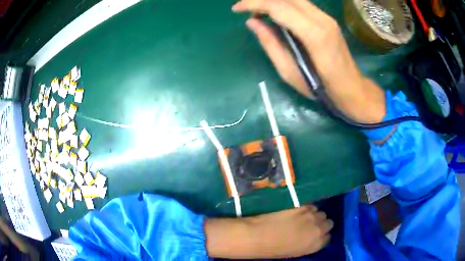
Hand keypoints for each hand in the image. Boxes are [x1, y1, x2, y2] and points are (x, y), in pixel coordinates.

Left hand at [205, 205, 332, 257]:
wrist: (258, 236)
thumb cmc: (273, 249)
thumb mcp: (295, 251)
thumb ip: (308, 243)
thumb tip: (311, 236)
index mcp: (316, 244)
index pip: (328, 237)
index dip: (322, 234)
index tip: (316, 233)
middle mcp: (318, 229)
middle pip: (328, 222)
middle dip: (321, 223)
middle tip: (310, 224)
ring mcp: (311, 215)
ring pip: (320, 212)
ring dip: (314, 214)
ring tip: (303, 217)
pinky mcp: (302, 205)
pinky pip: (311, 205)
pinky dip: (307, 208)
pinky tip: (297, 211)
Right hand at [232, 0, 385, 123]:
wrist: (351, 89)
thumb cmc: (321, 88)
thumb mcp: (289, 72)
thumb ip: (270, 44)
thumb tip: (252, 22)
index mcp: (314, 34)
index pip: (278, 6)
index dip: (254, 4)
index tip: (236, 9)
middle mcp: (322, 19)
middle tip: (245, 8)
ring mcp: (326, 18)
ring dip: (272, 0)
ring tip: (257, 11)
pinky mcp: (327, 19)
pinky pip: (301, 4)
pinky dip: (283, 4)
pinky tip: (275, 14)